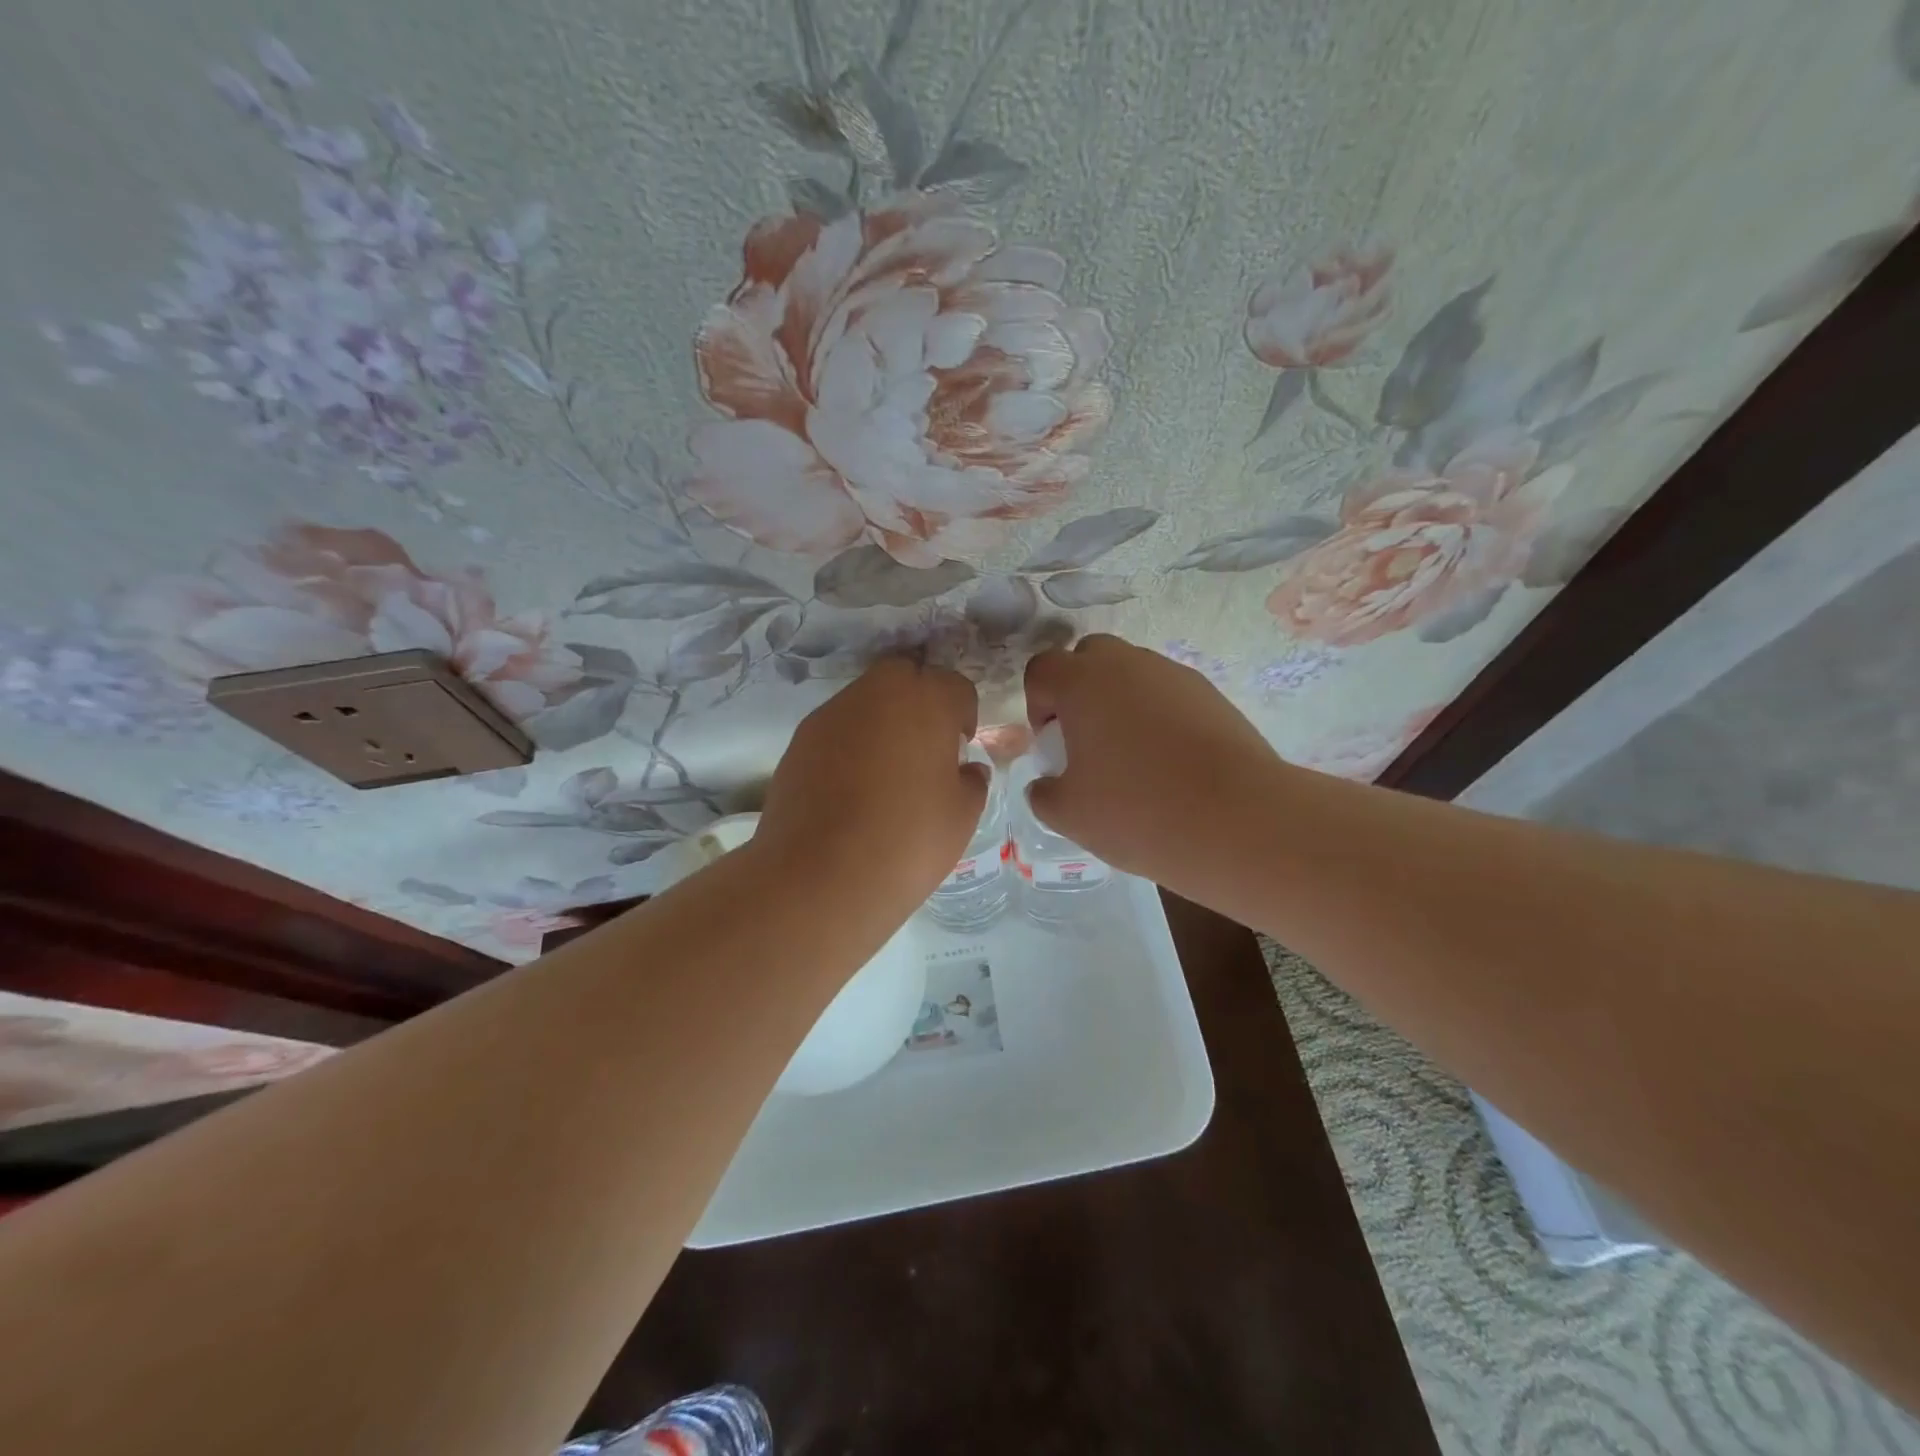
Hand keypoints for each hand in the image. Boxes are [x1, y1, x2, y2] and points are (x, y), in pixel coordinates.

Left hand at [756, 657, 986, 912]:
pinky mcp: (799, 740)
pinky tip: (852, 787)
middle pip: (904, 674)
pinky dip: (849, 743)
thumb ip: (972, 782)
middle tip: (925, 745)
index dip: (963, 714)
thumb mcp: (962, 816)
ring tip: (886, 770)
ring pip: (865, 699)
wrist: (820, 877)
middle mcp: (876, 693)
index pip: (954, 686)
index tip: (961, 747)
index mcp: (926, 701)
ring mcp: (831, 714)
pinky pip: (836, 728)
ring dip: (882, 720)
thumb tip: (966, 770)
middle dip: (919, 699)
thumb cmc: (907, 842)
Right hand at [1022, 634, 1283, 885]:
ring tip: (1134, 759)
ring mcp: (1174, 675)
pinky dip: (1159, 717)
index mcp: (1082, 682)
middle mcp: (1127, 664)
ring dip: (1121, 704)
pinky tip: (1171, 764)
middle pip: (1089, 658)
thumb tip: (1047, 785)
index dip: (1038, 705)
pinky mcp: (1212, 695)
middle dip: (1079, 692)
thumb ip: (1043, 793)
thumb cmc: (1137, 811)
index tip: (1053, 745)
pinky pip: (1169, 695)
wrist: (1238, 819)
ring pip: (1133, 674)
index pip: (1042, 669)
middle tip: (1088, 742)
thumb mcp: (1068, 814)